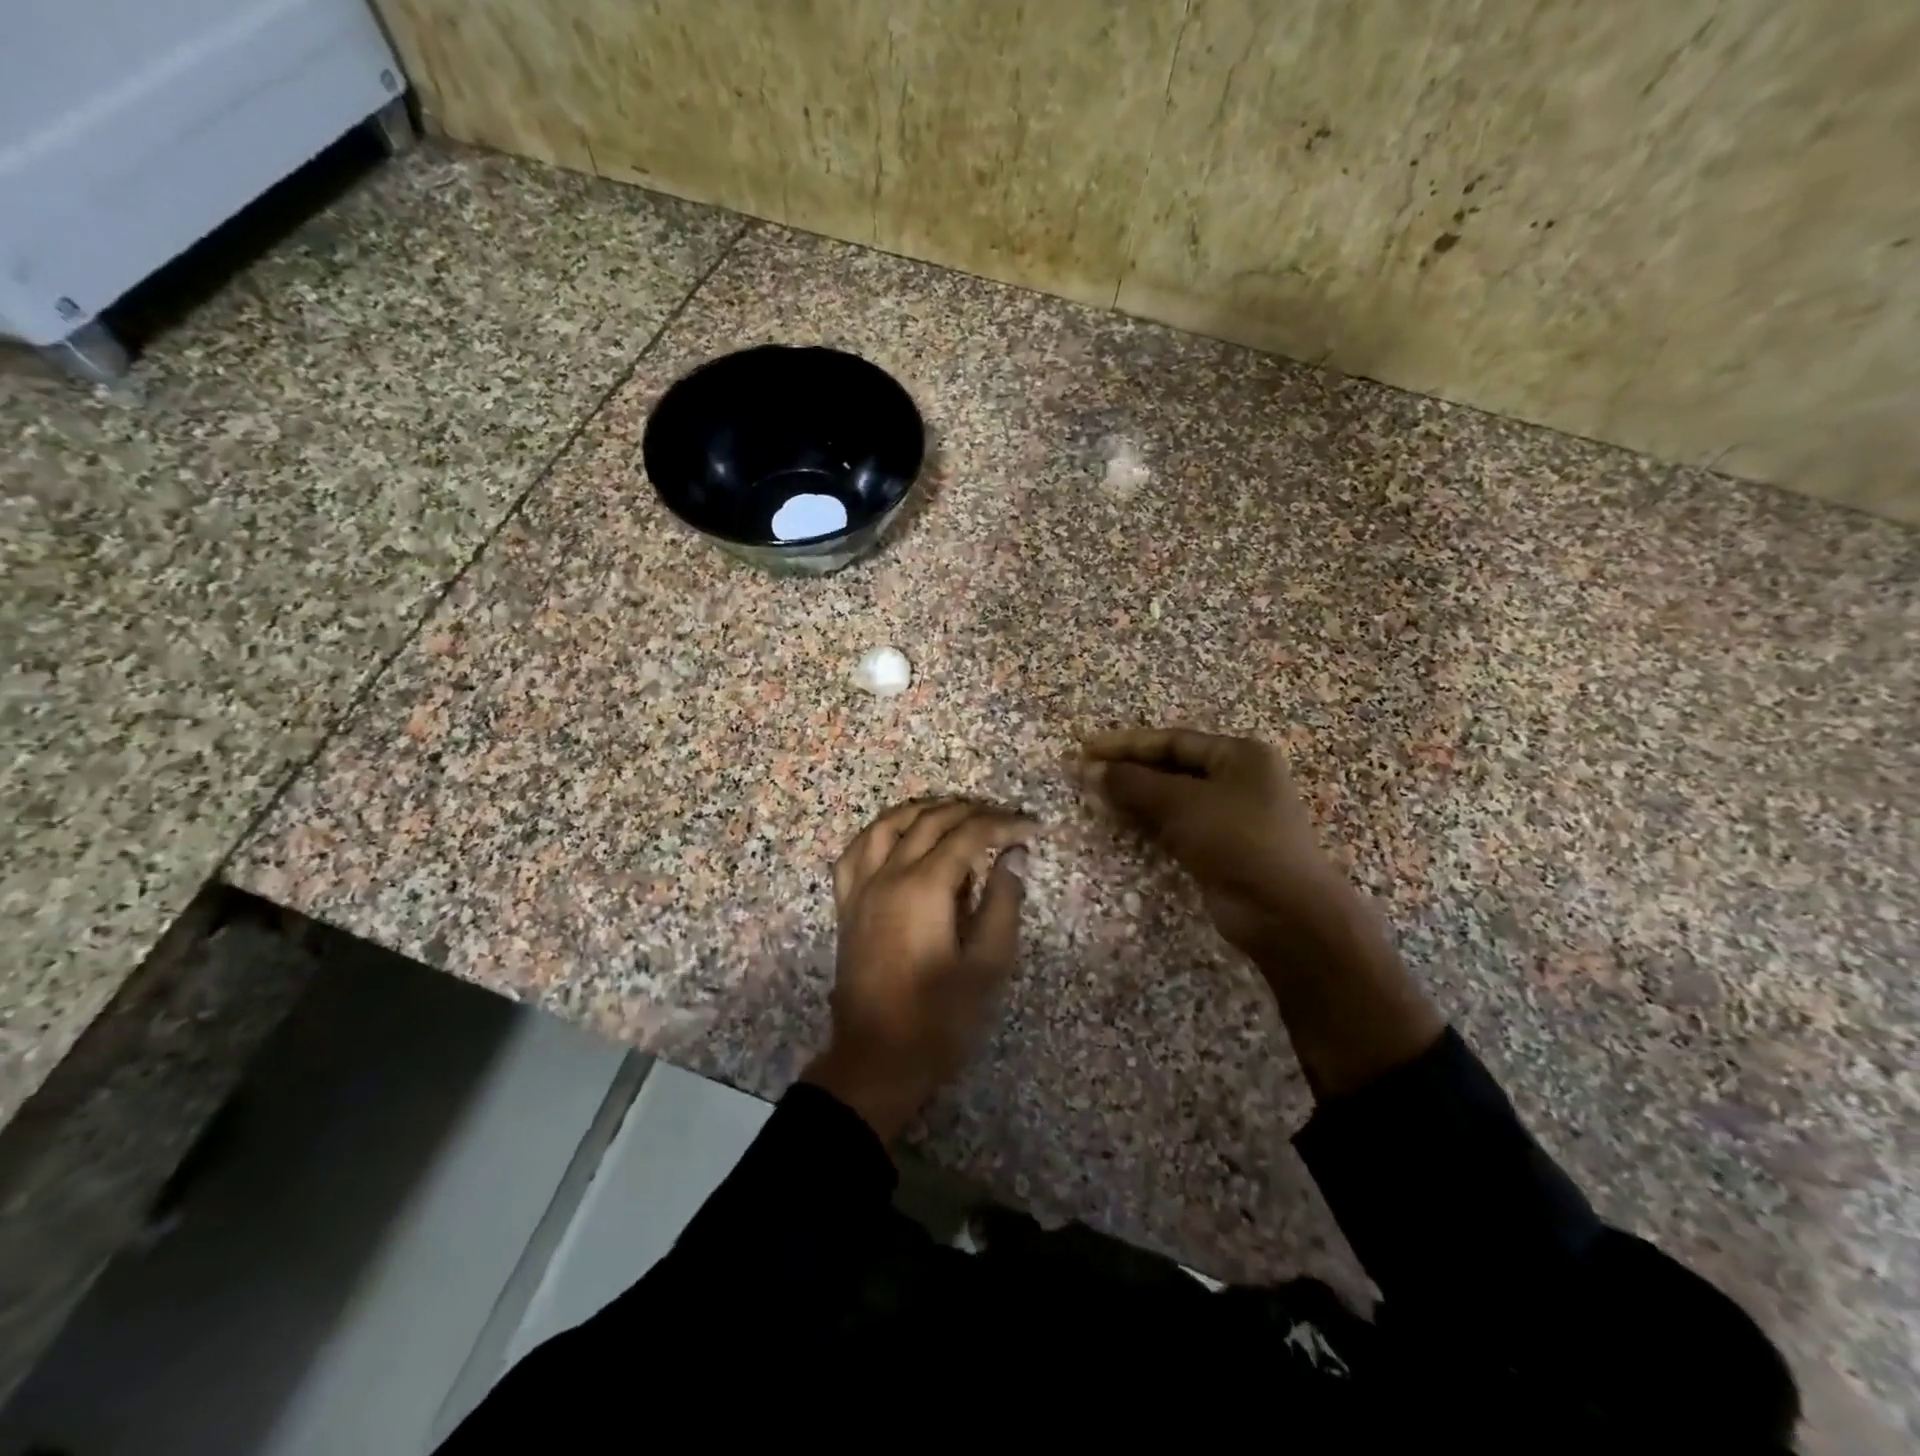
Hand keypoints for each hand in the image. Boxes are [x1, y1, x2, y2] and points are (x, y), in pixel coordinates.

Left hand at [803, 798, 1037, 1141]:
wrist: (876, 1060)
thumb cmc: (940, 1019)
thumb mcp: (987, 966)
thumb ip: (1002, 903)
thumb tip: (1014, 855)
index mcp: (924, 888)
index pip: (968, 835)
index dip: (1003, 823)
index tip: (1032, 826)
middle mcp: (887, 876)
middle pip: (928, 821)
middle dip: (970, 811)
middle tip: (1003, 818)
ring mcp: (860, 888)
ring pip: (887, 825)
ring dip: (923, 810)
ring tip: (955, 812)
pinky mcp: (846, 905)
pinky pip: (857, 851)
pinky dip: (881, 831)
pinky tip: (897, 835)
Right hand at [1079, 727, 1339, 957]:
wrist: (1284, 912)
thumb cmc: (1237, 840)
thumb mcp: (1181, 803)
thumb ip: (1133, 784)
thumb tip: (1089, 771)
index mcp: (1238, 755)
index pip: (1172, 741)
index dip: (1126, 744)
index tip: (1086, 750)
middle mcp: (1238, 779)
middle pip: (1171, 767)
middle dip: (1128, 771)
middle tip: (1085, 775)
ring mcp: (1230, 816)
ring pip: (1172, 799)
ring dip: (1135, 798)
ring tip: (1094, 798)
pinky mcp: (1220, 849)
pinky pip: (1177, 826)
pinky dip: (1149, 823)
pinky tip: (1121, 823)